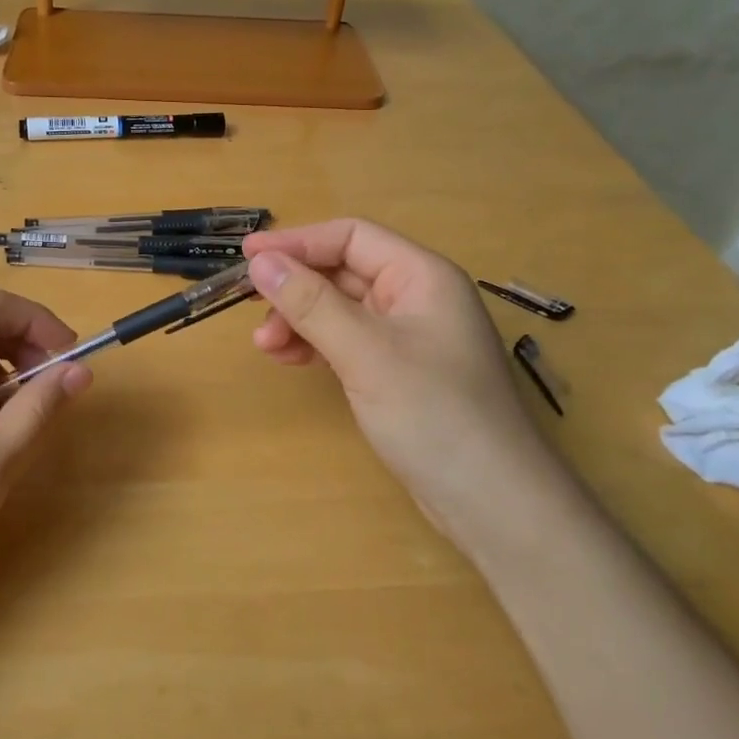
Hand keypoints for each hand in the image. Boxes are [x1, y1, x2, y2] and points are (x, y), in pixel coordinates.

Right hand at [242, 219, 547, 522]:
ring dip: (300, 320)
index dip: (297, 241)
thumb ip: (310, 303)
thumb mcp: (365, 352)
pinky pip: (347, 341)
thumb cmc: (433, 413)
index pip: (351, 237)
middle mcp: (416, 297)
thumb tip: (260, 263)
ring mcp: (408, 336)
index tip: (247, 256)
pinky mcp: (398, 371)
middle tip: (250, 309)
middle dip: (295, 288)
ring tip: (266, 347)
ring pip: (340, 309)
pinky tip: (291, 360)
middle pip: (343, 272)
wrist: (492, 501)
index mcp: (421, 276)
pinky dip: (316, 345)